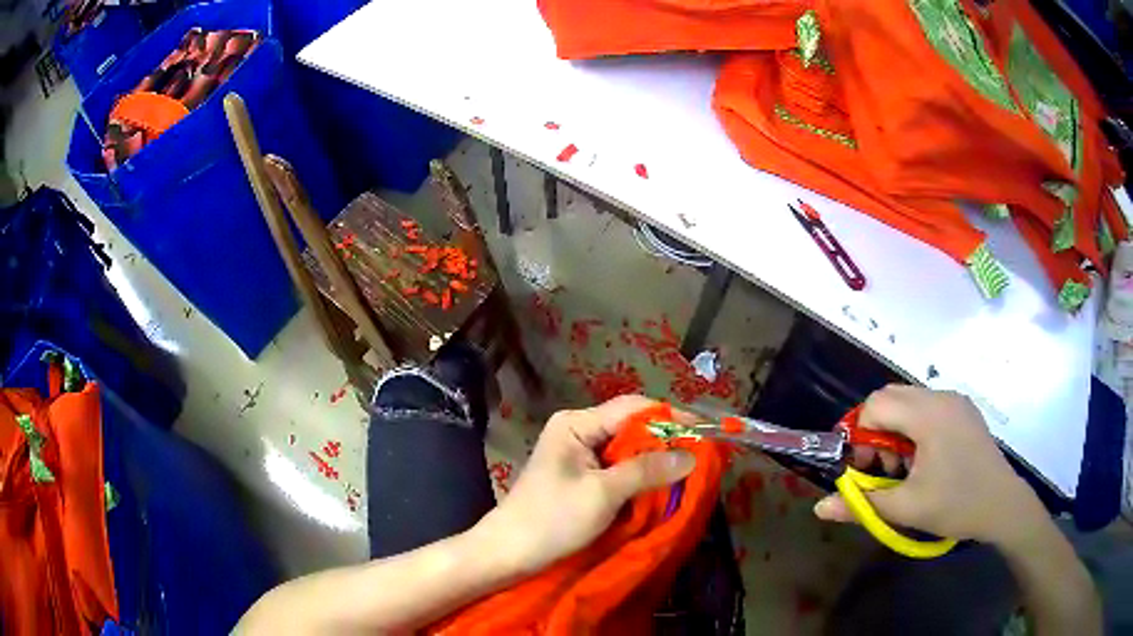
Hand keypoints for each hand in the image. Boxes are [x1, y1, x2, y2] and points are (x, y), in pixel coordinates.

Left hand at [475, 395, 695, 574]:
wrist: (509, 552)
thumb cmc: (551, 519)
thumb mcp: (602, 493)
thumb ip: (646, 471)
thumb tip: (691, 455)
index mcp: (577, 423)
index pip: (633, 408)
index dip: (671, 417)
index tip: (705, 432)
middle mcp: (578, 431)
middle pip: (631, 426)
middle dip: (665, 440)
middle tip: (701, 455)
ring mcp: (578, 454)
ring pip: (627, 449)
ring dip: (655, 459)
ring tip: (688, 469)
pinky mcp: (581, 476)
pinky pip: (618, 467)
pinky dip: (640, 475)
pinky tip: (660, 484)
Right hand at [814, 385, 1045, 546]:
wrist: (1003, 505)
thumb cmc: (956, 505)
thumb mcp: (906, 508)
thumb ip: (861, 504)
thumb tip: (820, 508)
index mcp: (928, 414)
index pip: (876, 405)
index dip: (860, 436)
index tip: (865, 470)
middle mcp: (941, 396)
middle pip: (890, 397)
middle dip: (876, 432)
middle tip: (883, 469)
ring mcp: (955, 401)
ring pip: (908, 402)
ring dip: (895, 431)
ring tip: (904, 468)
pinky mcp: (964, 410)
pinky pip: (927, 408)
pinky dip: (914, 429)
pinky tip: (924, 460)